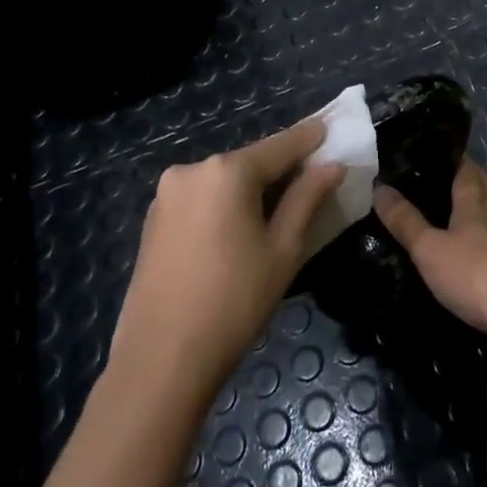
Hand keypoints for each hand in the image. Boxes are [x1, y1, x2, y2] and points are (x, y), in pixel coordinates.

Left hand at [111, 120, 344, 391]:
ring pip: (223, 181)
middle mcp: (192, 170)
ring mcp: (167, 194)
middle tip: (311, 178)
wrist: (161, 358)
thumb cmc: (235, 301)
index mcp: (227, 171)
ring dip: (251, 188)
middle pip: (249, 162)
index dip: (309, 138)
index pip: (280, 146)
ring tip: (279, 209)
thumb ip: (307, 198)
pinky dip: (225, 204)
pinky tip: (239, 228)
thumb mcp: (283, 249)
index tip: (331, 128)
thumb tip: (332, 166)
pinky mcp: (154, 219)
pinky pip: (201, 199)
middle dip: (280, 168)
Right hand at [374, 157, 486, 339]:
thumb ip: (405, 220)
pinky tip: (467, 252)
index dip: (456, 159)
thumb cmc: (470, 271)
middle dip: (473, 180)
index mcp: (474, 205)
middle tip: (449, 177)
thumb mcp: (428, 247)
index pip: (468, 171)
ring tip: (455, 213)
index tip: (440, 152)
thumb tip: (379, 188)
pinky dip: (481, 244)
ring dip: (479, 212)